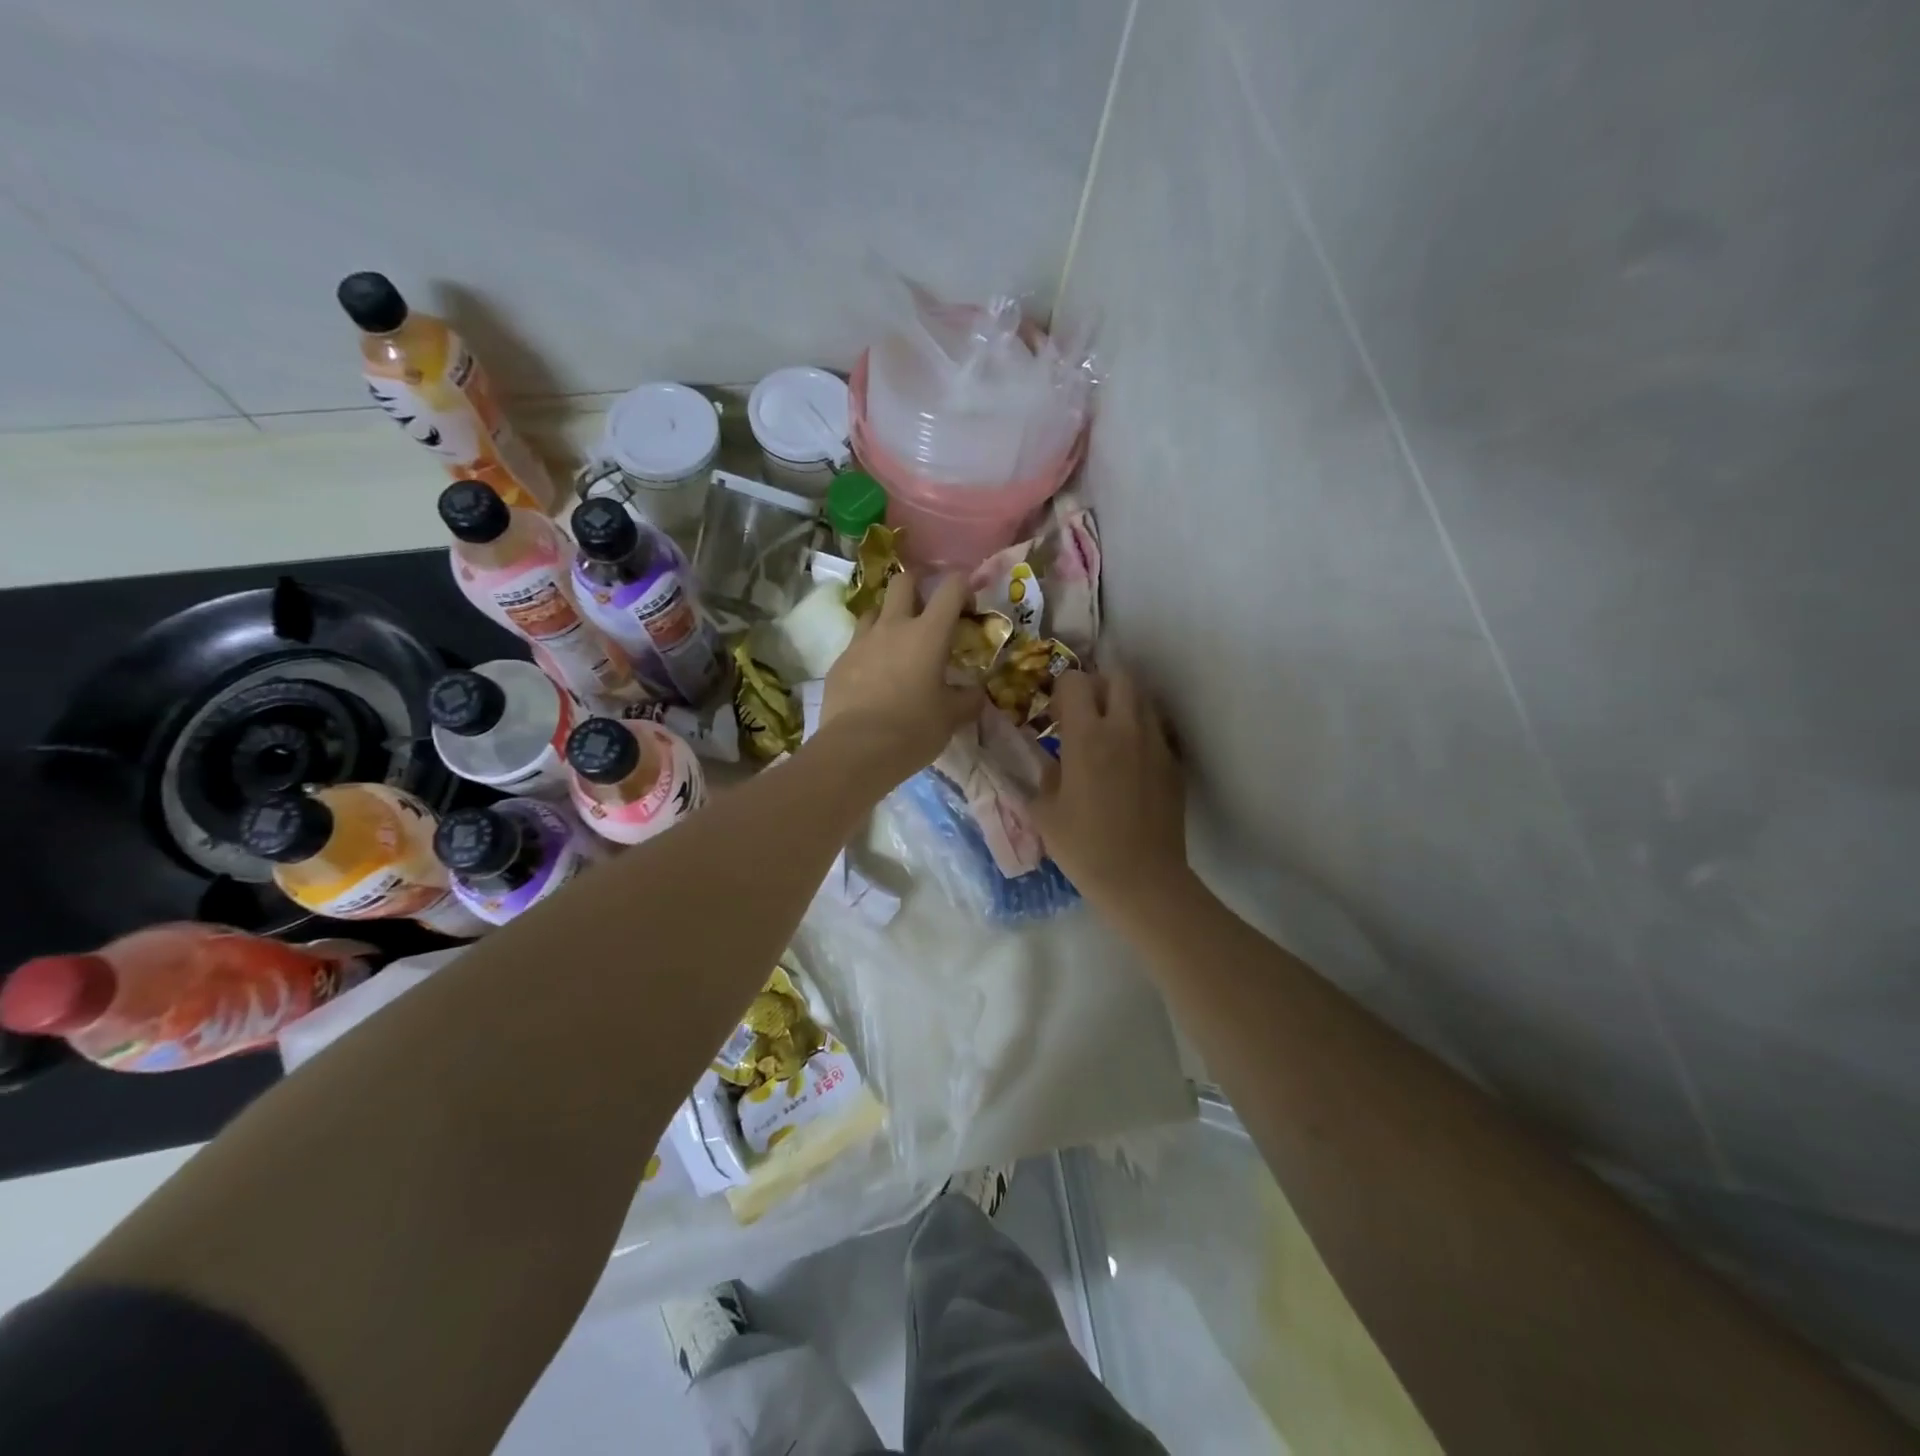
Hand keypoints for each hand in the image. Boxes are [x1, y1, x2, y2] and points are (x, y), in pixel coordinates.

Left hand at [821, 570, 983, 785]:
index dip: (963, 585)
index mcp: (928, 634)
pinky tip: (874, 677)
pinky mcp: (839, 662)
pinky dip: (869, 651)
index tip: (967, 603)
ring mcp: (860, 642)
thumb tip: (976, 692)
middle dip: (918, 585)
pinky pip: (856, 645)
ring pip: (874, 610)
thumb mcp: (952, 717)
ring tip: (897, 642)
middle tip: (927, 605)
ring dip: (889, 617)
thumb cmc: (913, 730)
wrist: (856, 750)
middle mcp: (893, 627)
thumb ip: (968, 699)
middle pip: (903, 582)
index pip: (950, 587)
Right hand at [1032, 669, 1188, 905]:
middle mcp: (1125, 729)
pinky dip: (1142, 732)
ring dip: (1124, 705)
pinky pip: (1158, 731)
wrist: (1142, 879)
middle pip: (1119, 677)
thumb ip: (1045, 777)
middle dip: (1099, 684)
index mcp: (1087, 736)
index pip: (1076, 682)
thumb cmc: (1084, 847)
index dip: (1062, 689)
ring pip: (1143, 700)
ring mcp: (1156, 744)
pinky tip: (1130, 762)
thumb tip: (1053, 763)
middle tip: (1086, 712)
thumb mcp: (1045, 813)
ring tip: (1110, 733)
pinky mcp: (1175, 764)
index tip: (1056, 712)